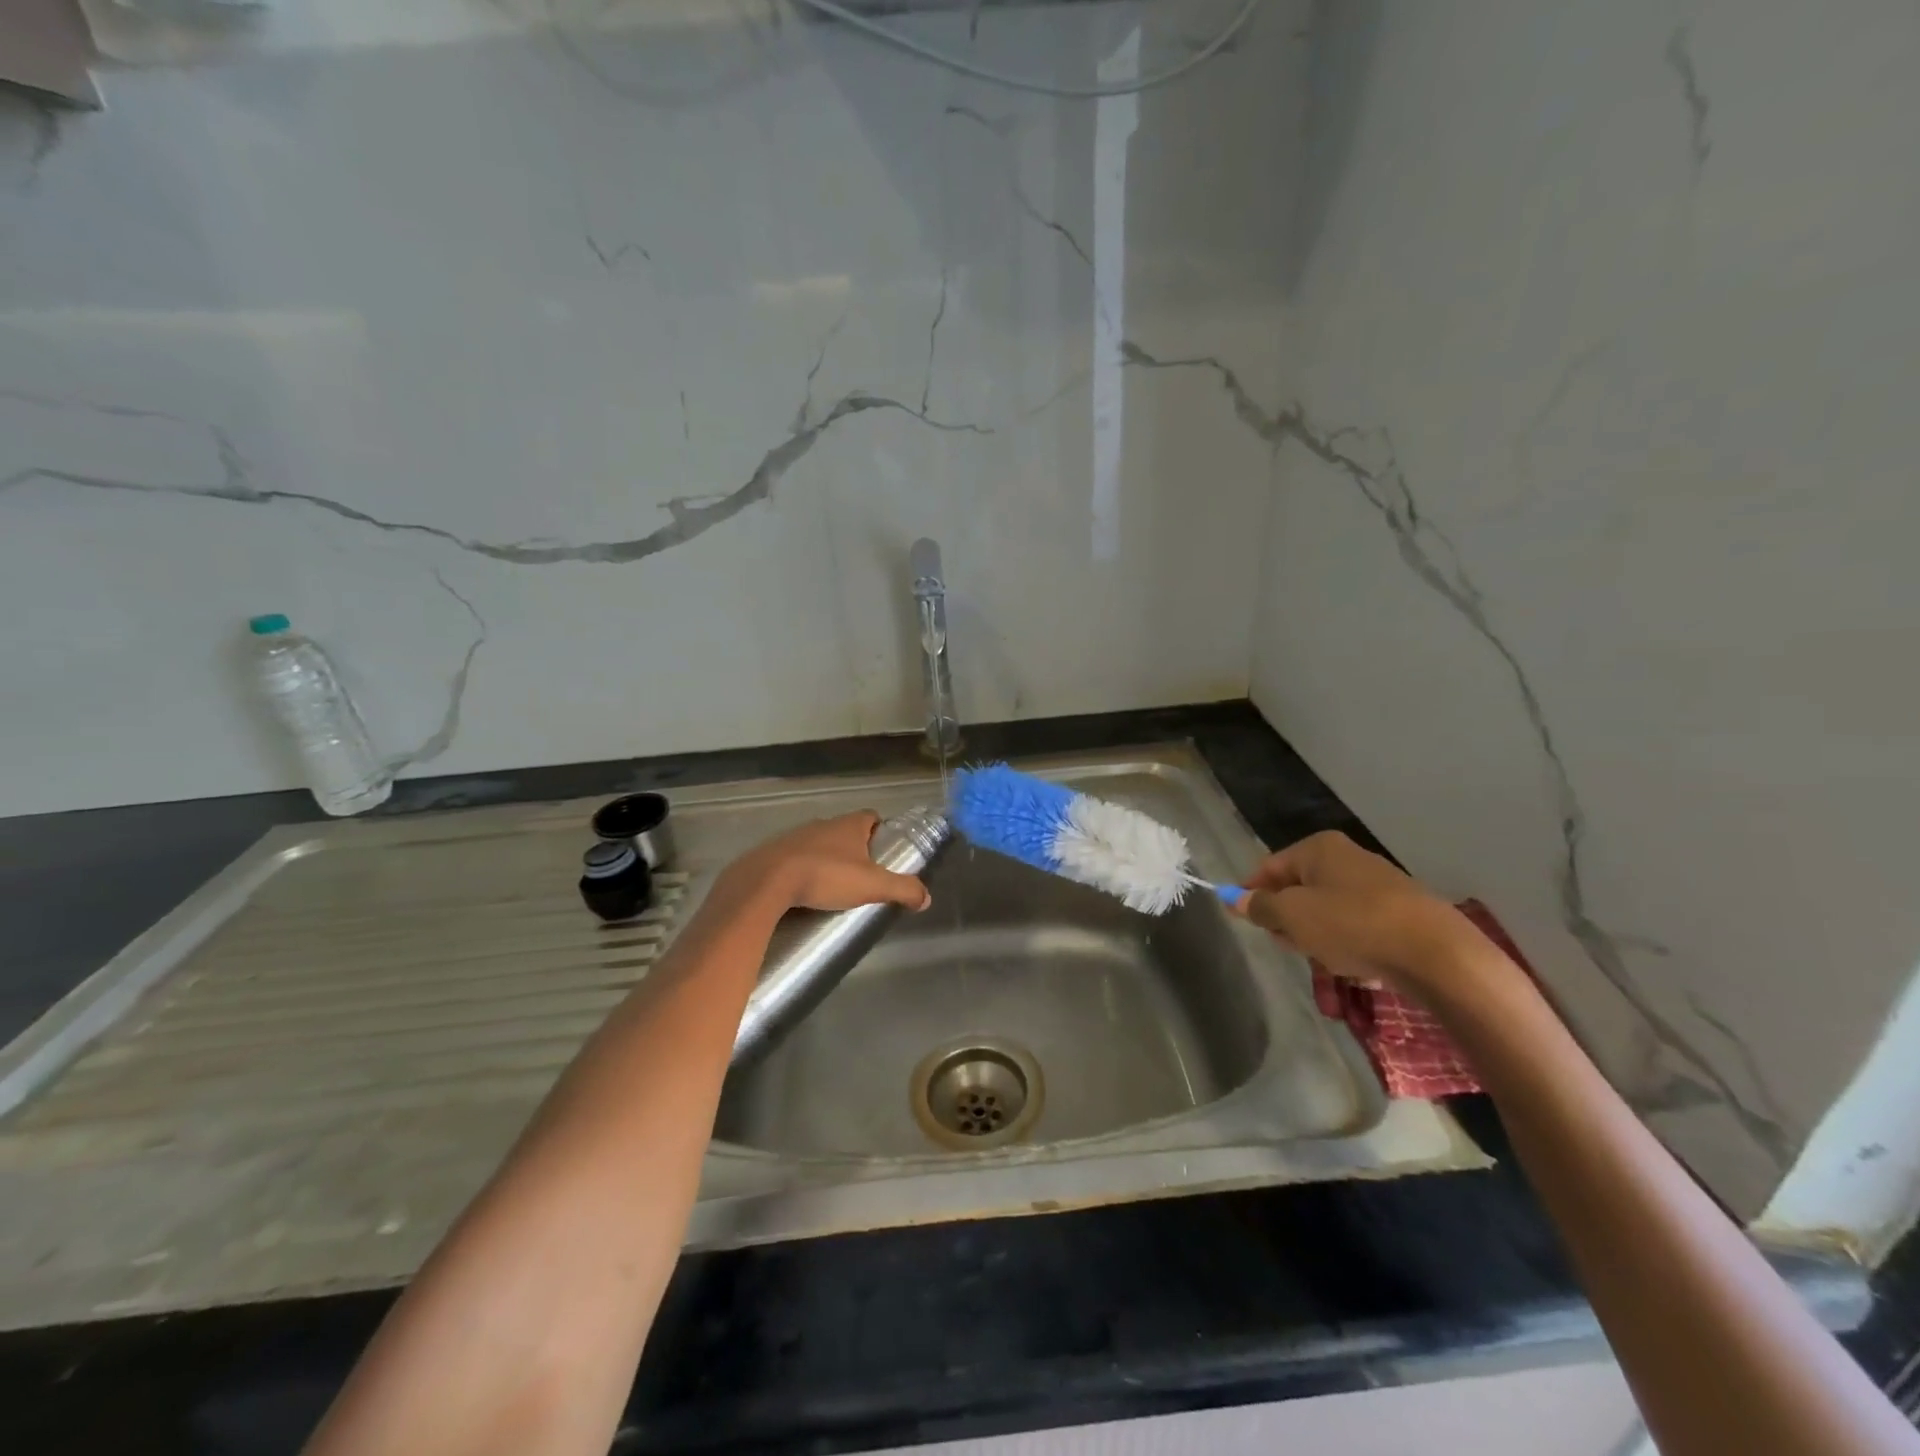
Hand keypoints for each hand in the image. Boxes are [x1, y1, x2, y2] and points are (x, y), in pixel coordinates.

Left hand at [722, 811, 931, 915]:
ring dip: (827, 860)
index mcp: (850, 824)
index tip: (886, 853)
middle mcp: (823, 824)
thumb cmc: (826, 876)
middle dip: (856, 851)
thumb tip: (926, 897)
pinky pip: (796, 858)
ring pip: (819, 844)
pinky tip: (804, 893)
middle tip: (863, 877)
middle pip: (846, 832)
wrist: (767, 882)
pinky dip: (803, 870)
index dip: (881, 832)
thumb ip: (903, 889)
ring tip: (833, 888)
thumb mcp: (872, 885)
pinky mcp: (773, 853)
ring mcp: (796, 836)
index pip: (872, 817)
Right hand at [1232, 830, 1472, 987]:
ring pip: (1327, 910)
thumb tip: (1234, 898)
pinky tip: (1356, 966)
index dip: (1252, 894)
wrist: (1437, 955)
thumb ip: (1260, 907)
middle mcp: (1347, 857)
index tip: (1246, 923)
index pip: (1269, 867)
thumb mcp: (1293, 916)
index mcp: (1318, 848)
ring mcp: (1377, 884)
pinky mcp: (1400, 912)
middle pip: (1299, 888)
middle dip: (1288, 919)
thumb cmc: (1351, 925)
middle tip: (1289, 945)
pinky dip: (1349, 944)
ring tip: (1325, 960)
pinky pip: (1358, 926)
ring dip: (1317, 935)